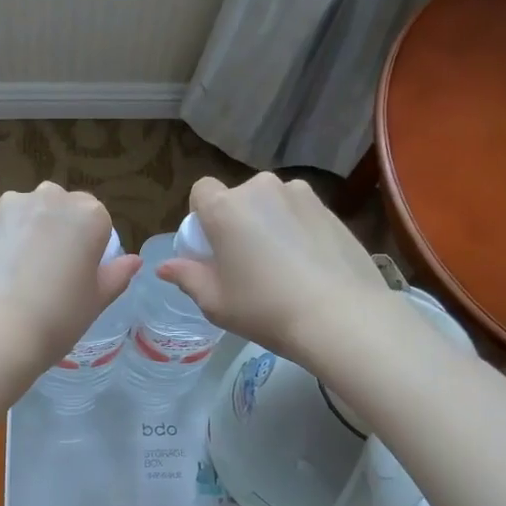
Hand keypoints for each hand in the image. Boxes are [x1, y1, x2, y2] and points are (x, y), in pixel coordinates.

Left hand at [0, 182, 141, 387]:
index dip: (90, 245)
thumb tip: (133, 261)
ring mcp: (6, 209)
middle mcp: (47, 199)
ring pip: (23, 214)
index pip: (97, 218)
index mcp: (87, 215)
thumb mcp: (96, 302)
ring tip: (16, 278)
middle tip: (50, 274)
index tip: (80, 274)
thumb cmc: (55, 319)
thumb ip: (116, 275)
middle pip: (59, 207)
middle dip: (57, 230)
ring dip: (25, 234)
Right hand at [156, 173, 394, 371]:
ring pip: (273, 204)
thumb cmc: (265, 309)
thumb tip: (164, 267)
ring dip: (269, 223)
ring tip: (281, 265)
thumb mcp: (215, 302)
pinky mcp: (332, 209)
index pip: (201, 190)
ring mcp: (302, 195)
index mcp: (225, 207)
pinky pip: (301, 214)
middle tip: (245, 262)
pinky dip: (298, 231)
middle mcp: (262, 189)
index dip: (202, 216)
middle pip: (238, 198)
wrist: (341, 316)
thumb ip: (186, 277)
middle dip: (237, 221)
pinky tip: (309, 266)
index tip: (211, 247)